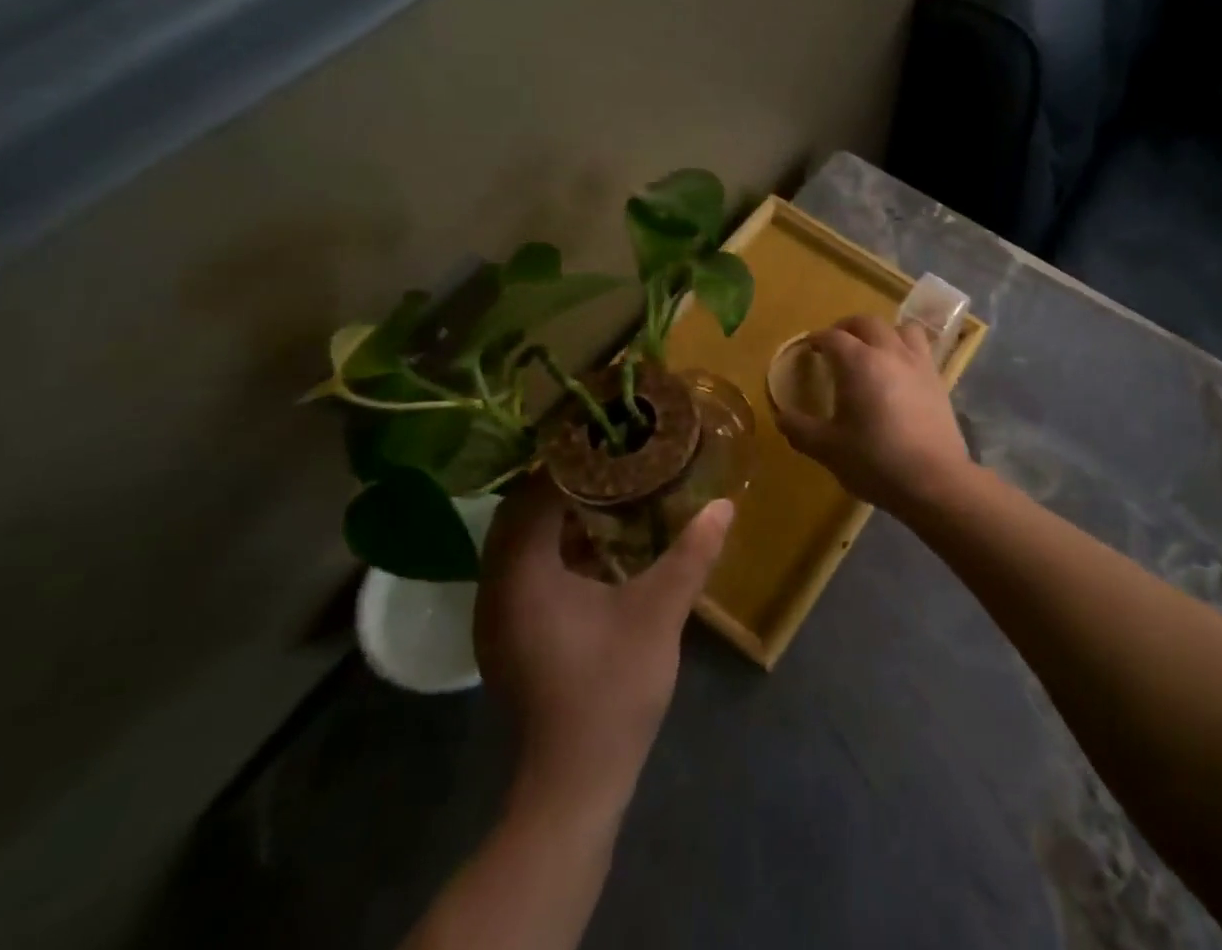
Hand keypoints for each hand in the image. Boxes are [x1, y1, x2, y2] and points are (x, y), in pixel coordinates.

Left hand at [474, 479, 733, 805]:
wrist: (575, 783)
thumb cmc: (611, 688)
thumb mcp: (660, 612)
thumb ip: (692, 553)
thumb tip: (724, 505)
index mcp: (522, 576)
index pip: (533, 496)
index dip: (567, 464)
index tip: (605, 439)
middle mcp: (496, 590)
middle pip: (519, 516)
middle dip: (561, 485)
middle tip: (609, 459)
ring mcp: (498, 617)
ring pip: (520, 545)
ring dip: (556, 516)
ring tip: (606, 490)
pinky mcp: (510, 637)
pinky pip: (525, 571)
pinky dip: (554, 548)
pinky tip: (596, 544)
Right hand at [773, 314, 973, 511]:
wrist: (934, 480)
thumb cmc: (875, 461)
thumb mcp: (828, 449)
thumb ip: (800, 429)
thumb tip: (781, 416)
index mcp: (859, 363)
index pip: (833, 337)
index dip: (817, 339)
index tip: (808, 348)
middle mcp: (889, 352)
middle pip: (867, 323)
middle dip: (847, 327)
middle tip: (835, 343)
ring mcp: (918, 363)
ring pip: (900, 328)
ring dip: (882, 332)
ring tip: (872, 350)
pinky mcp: (938, 379)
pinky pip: (921, 348)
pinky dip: (905, 349)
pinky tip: (899, 372)